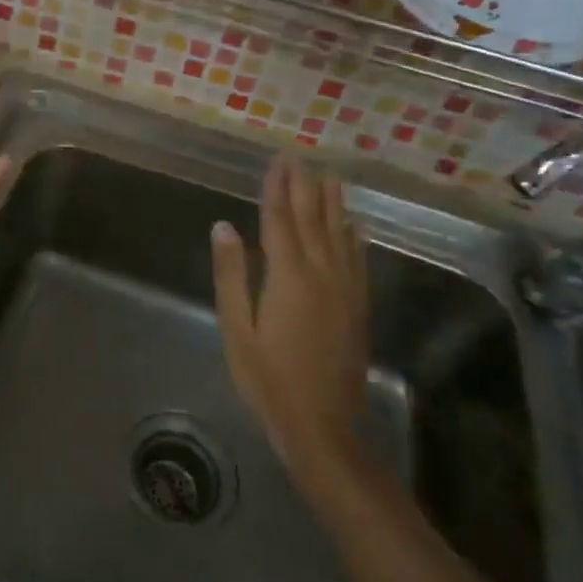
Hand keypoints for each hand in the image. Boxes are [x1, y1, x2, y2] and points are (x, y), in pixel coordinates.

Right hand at [210, 157, 370, 473]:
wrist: (323, 425)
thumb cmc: (267, 377)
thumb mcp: (237, 327)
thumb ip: (231, 274)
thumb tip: (223, 226)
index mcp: (288, 275)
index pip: (280, 219)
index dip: (277, 187)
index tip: (277, 160)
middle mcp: (321, 273)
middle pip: (312, 218)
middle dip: (305, 185)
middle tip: (301, 157)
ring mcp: (346, 288)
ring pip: (340, 233)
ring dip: (333, 201)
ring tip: (329, 175)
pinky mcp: (358, 305)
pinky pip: (357, 258)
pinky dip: (354, 235)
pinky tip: (353, 223)